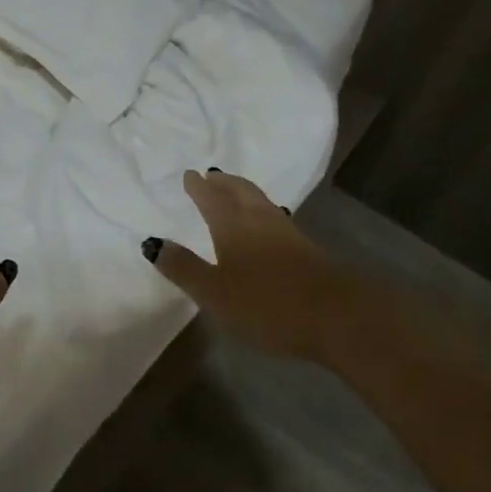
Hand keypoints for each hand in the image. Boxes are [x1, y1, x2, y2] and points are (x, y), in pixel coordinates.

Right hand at [142, 169, 355, 362]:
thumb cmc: (267, 304)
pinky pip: (275, 217)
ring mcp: (287, 233)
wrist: (338, 316)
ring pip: (260, 202)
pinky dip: (261, 211)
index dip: (198, 187)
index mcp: (232, 226)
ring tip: (234, 192)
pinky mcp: (306, 249)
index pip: (211, 198)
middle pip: (240, 191)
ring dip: (244, 192)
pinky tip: (265, 225)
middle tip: (212, 175)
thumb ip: (183, 268)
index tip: (190, 174)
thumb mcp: (214, 293)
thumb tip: (152, 242)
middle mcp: (259, 220)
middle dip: (223, 182)